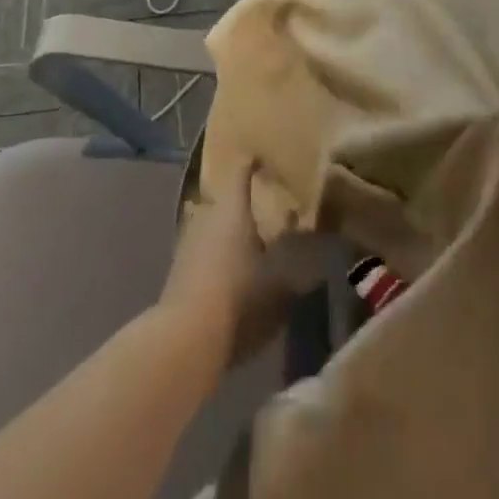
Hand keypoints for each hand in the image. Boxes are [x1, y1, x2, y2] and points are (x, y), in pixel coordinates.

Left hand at [159, 159, 297, 368]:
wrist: (186, 339)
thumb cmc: (239, 298)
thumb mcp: (280, 283)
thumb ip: (300, 264)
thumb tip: (320, 250)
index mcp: (232, 209)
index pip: (241, 172)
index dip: (253, 163)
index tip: (265, 159)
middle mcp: (207, 216)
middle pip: (227, 200)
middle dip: (246, 204)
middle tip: (269, 210)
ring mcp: (188, 243)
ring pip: (214, 226)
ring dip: (231, 231)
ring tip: (253, 243)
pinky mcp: (178, 272)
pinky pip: (204, 251)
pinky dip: (219, 255)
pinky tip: (233, 274)